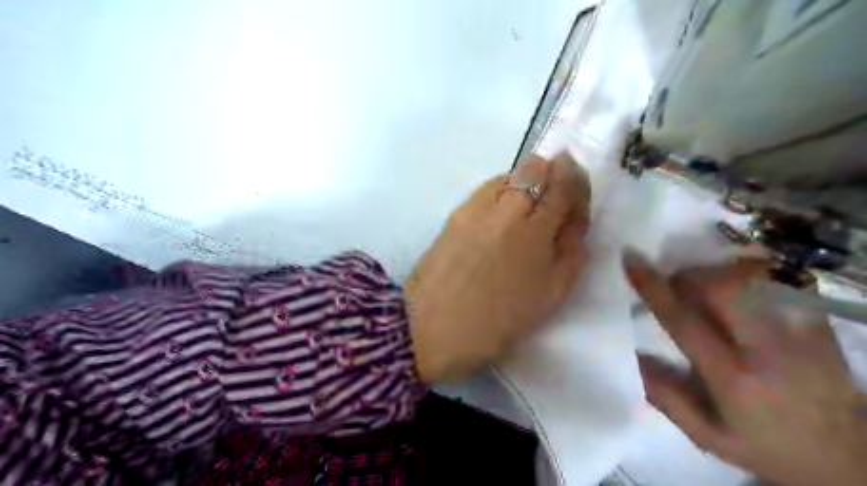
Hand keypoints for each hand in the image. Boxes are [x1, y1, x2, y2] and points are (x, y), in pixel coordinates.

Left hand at [407, 153, 588, 382]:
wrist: (435, 327)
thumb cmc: (500, 320)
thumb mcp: (552, 293)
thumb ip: (571, 249)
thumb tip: (574, 215)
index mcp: (536, 233)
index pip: (563, 185)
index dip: (575, 178)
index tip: (576, 185)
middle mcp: (506, 211)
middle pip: (535, 168)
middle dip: (550, 173)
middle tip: (552, 194)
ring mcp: (476, 208)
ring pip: (508, 175)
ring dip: (524, 181)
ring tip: (524, 207)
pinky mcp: (455, 214)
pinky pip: (485, 189)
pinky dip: (499, 192)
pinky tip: (498, 215)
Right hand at [627, 257, 866, 483]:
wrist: (850, 460)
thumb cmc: (766, 447)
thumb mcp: (707, 436)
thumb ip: (666, 397)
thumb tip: (634, 354)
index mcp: (733, 379)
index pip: (685, 322)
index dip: (654, 289)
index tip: (632, 261)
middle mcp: (768, 350)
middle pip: (722, 288)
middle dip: (688, 275)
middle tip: (675, 283)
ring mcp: (801, 333)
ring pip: (751, 278)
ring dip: (716, 273)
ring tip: (704, 286)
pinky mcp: (820, 324)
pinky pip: (779, 281)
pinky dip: (749, 273)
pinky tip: (738, 286)